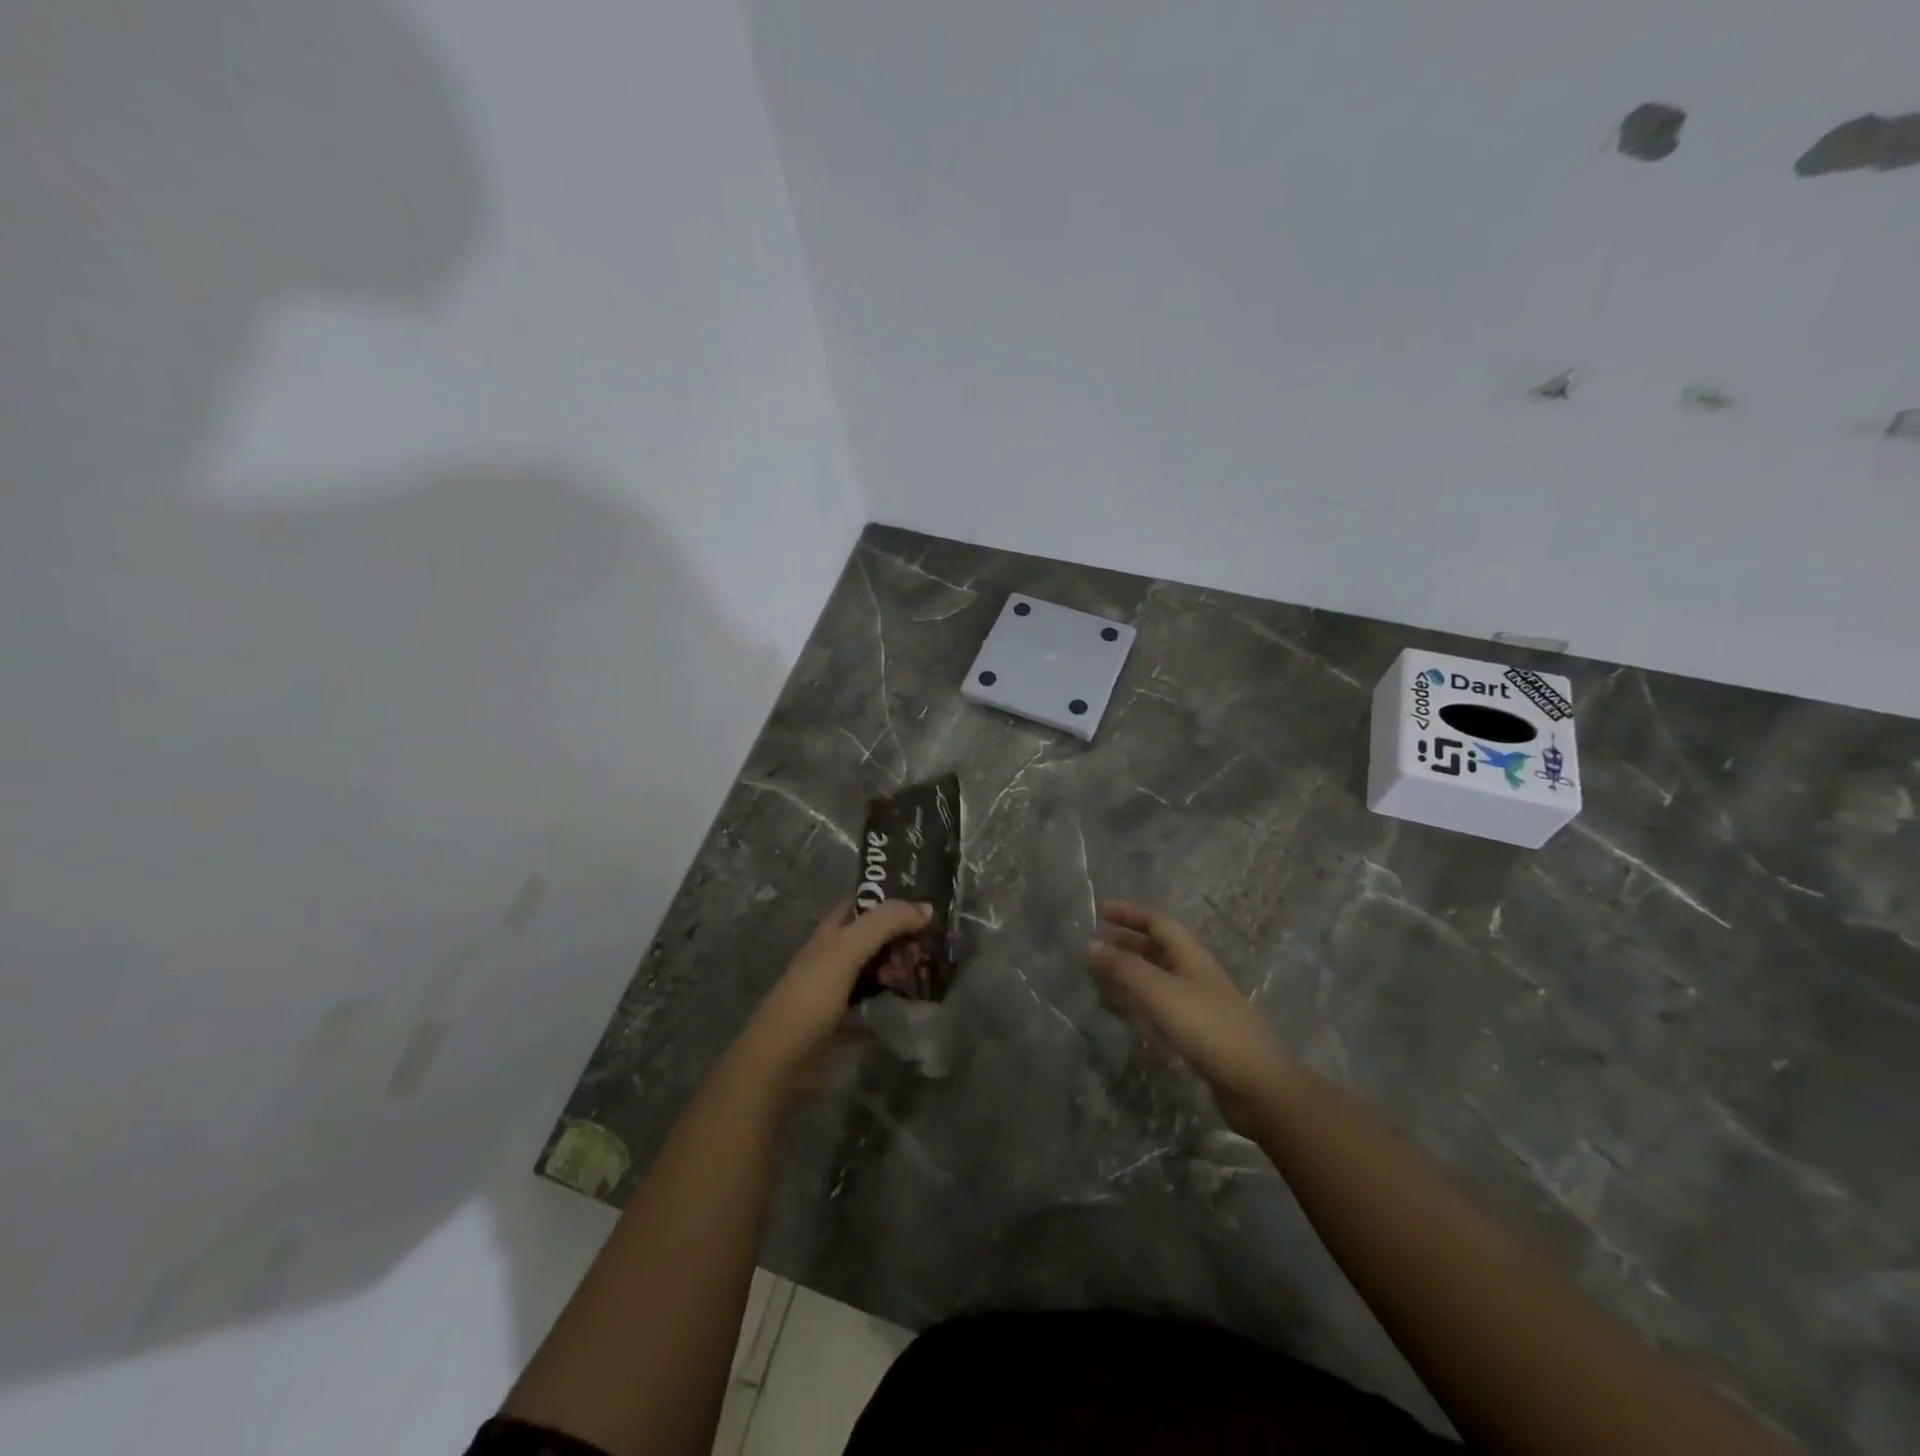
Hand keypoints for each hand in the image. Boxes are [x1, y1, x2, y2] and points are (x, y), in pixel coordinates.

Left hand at [727, 899, 931, 1109]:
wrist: (781, 1061)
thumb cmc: (811, 997)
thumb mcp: (846, 950)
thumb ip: (884, 924)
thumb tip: (927, 908)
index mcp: (831, 932)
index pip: (865, 903)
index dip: (892, 899)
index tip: (928, 904)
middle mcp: (835, 953)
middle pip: (875, 935)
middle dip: (903, 935)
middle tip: (936, 944)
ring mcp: (840, 986)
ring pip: (877, 965)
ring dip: (901, 964)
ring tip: (933, 969)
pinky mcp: (845, 1017)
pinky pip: (877, 997)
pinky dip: (895, 995)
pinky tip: (916, 998)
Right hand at [1089, 900, 1289, 1132]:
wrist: (1256, 1084)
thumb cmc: (1207, 1028)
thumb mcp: (1160, 992)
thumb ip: (1125, 968)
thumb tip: (1091, 945)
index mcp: (1191, 955)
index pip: (1158, 922)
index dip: (1129, 913)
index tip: (1099, 909)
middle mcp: (1196, 972)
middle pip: (1158, 947)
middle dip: (1126, 941)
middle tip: (1094, 944)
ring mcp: (1200, 1002)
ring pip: (1159, 975)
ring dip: (1131, 970)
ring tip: (1102, 975)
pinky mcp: (1199, 1030)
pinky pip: (1162, 1002)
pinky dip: (1140, 998)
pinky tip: (1127, 1010)